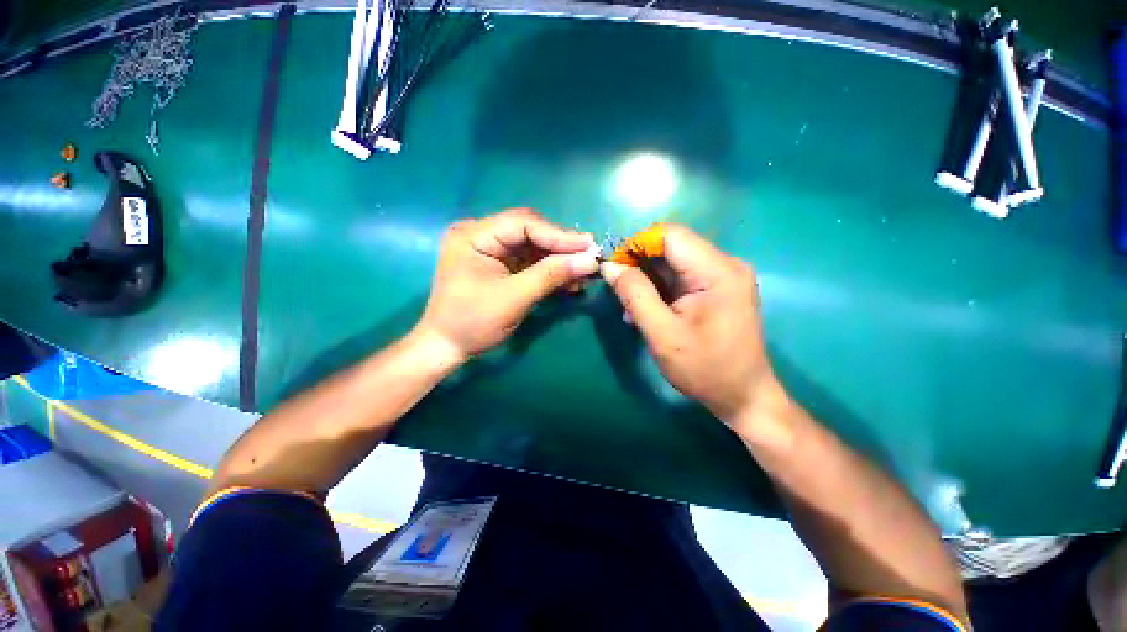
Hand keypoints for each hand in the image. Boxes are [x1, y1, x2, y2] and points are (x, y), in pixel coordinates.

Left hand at [416, 208, 599, 361]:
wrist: (447, 348)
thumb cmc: (472, 323)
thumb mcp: (514, 298)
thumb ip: (551, 275)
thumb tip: (590, 260)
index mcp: (474, 235)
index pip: (522, 224)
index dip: (558, 235)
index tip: (589, 246)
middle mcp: (480, 235)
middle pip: (529, 232)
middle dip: (560, 247)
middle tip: (590, 257)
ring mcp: (490, 250)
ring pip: (533, 247)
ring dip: (558, 261)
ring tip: (584, 272)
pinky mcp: (499, 265)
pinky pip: (529, 262)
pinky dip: (549, 271)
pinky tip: (569, 281)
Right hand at [600, 224, 785, 436]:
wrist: (743, 396)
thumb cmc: (704, 369)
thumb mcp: (662, 334)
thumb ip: (634, 295)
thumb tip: (610, 266)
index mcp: (717, 271)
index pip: (670, 235)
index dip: (636, 244)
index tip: (613, 268)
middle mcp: (724, 264)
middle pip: (671, 246)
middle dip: (639, 264)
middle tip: (618, 290)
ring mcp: (722, 276)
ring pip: (673, 262)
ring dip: (647, 279)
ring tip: (630, 308)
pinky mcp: (717, 289)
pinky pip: (680, 277)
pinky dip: (659, 289)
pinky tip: (646, 311)